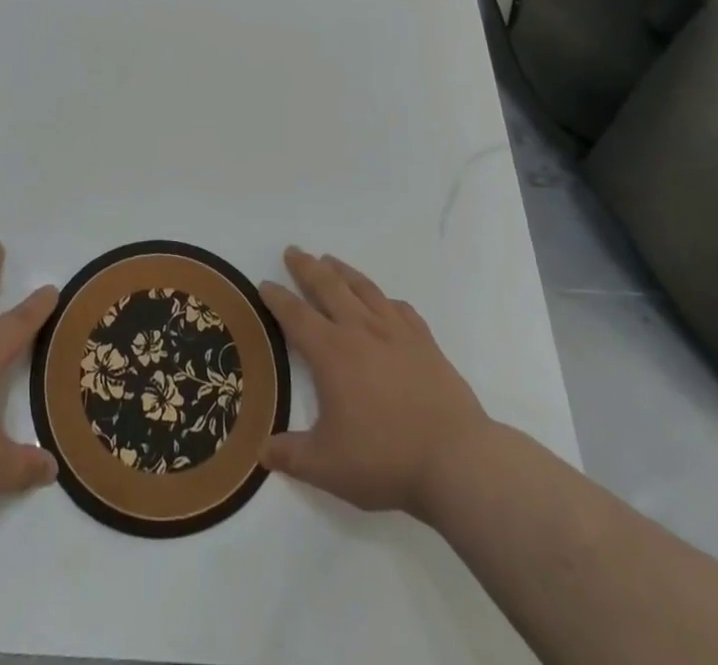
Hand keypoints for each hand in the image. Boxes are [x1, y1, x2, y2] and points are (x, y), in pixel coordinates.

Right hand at [259, 246, 490, 520]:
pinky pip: (400, 309)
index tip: (264, 284)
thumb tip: (260, 450)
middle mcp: (361, 330)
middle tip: (293, 251)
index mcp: (331, 353)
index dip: (277, 298)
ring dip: (343, 271)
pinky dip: (385, 299)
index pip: (296, 315)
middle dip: (307, 267)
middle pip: (328, 287)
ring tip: (330, 260)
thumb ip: (290, 456)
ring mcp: (396, 332)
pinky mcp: (425, 342)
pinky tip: (384, 302)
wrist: (457, 460)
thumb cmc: (385, 459)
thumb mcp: (327, 467)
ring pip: (363, 289)